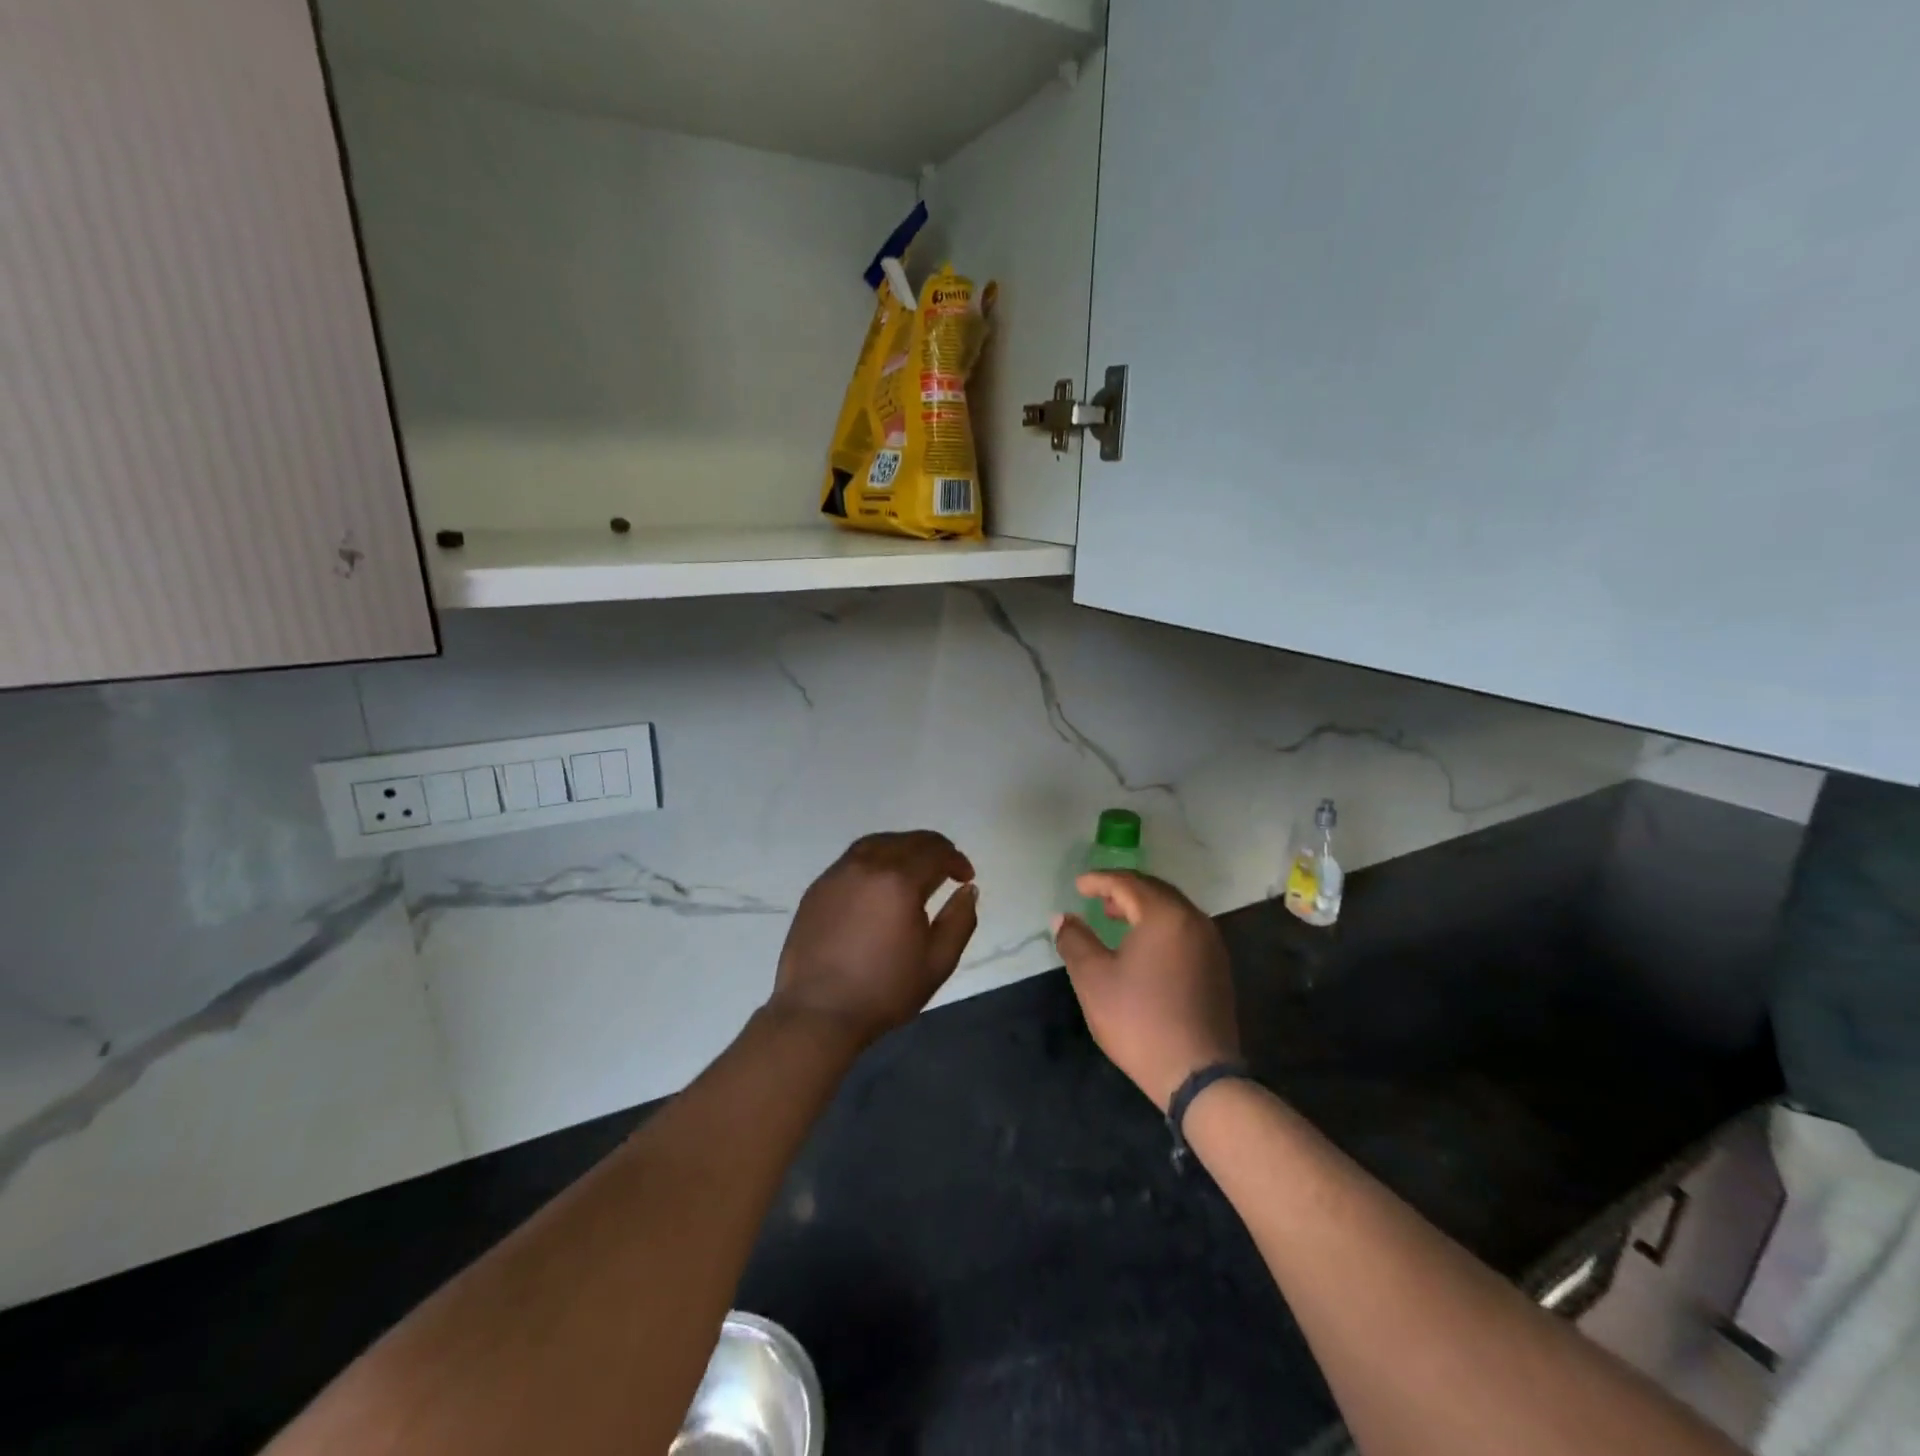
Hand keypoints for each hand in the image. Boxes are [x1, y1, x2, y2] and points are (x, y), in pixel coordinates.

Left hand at [769, 831, 977, 1048]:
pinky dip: (875, 858)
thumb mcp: (937, 962)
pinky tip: (880, 882)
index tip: (966, 877)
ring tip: (914, 868)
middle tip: (946, 868)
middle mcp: (867, 866)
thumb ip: (960, 920)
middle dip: (933, 849)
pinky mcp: (818, 887)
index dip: (956, 860)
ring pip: (877, 843)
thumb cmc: (884, 991)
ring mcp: (838, 874)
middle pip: (907, 841)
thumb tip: (968, 890)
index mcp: (899, 881)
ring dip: (902, 848)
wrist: (818, 1012)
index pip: (935, 852)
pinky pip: (853, 859)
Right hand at [1053, 872, 1239, 1111]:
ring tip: (1115, 918)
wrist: (1197, 1074)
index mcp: (1165, 915)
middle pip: (1155, 890)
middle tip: (1097, 898)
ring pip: (1172, 910)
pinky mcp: (1217, 968)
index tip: (1078, 885)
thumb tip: (1062, 918)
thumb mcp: (1093, 978)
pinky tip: (1143, 946)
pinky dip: (1160, 925)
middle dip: (1123, 889)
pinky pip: (1184, 930)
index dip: (1099, 880)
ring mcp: (1211, 944)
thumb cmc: (1139, 1020)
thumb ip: (1074, 940)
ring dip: (1142, 907)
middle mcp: (1194, 920)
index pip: (1128, 883)